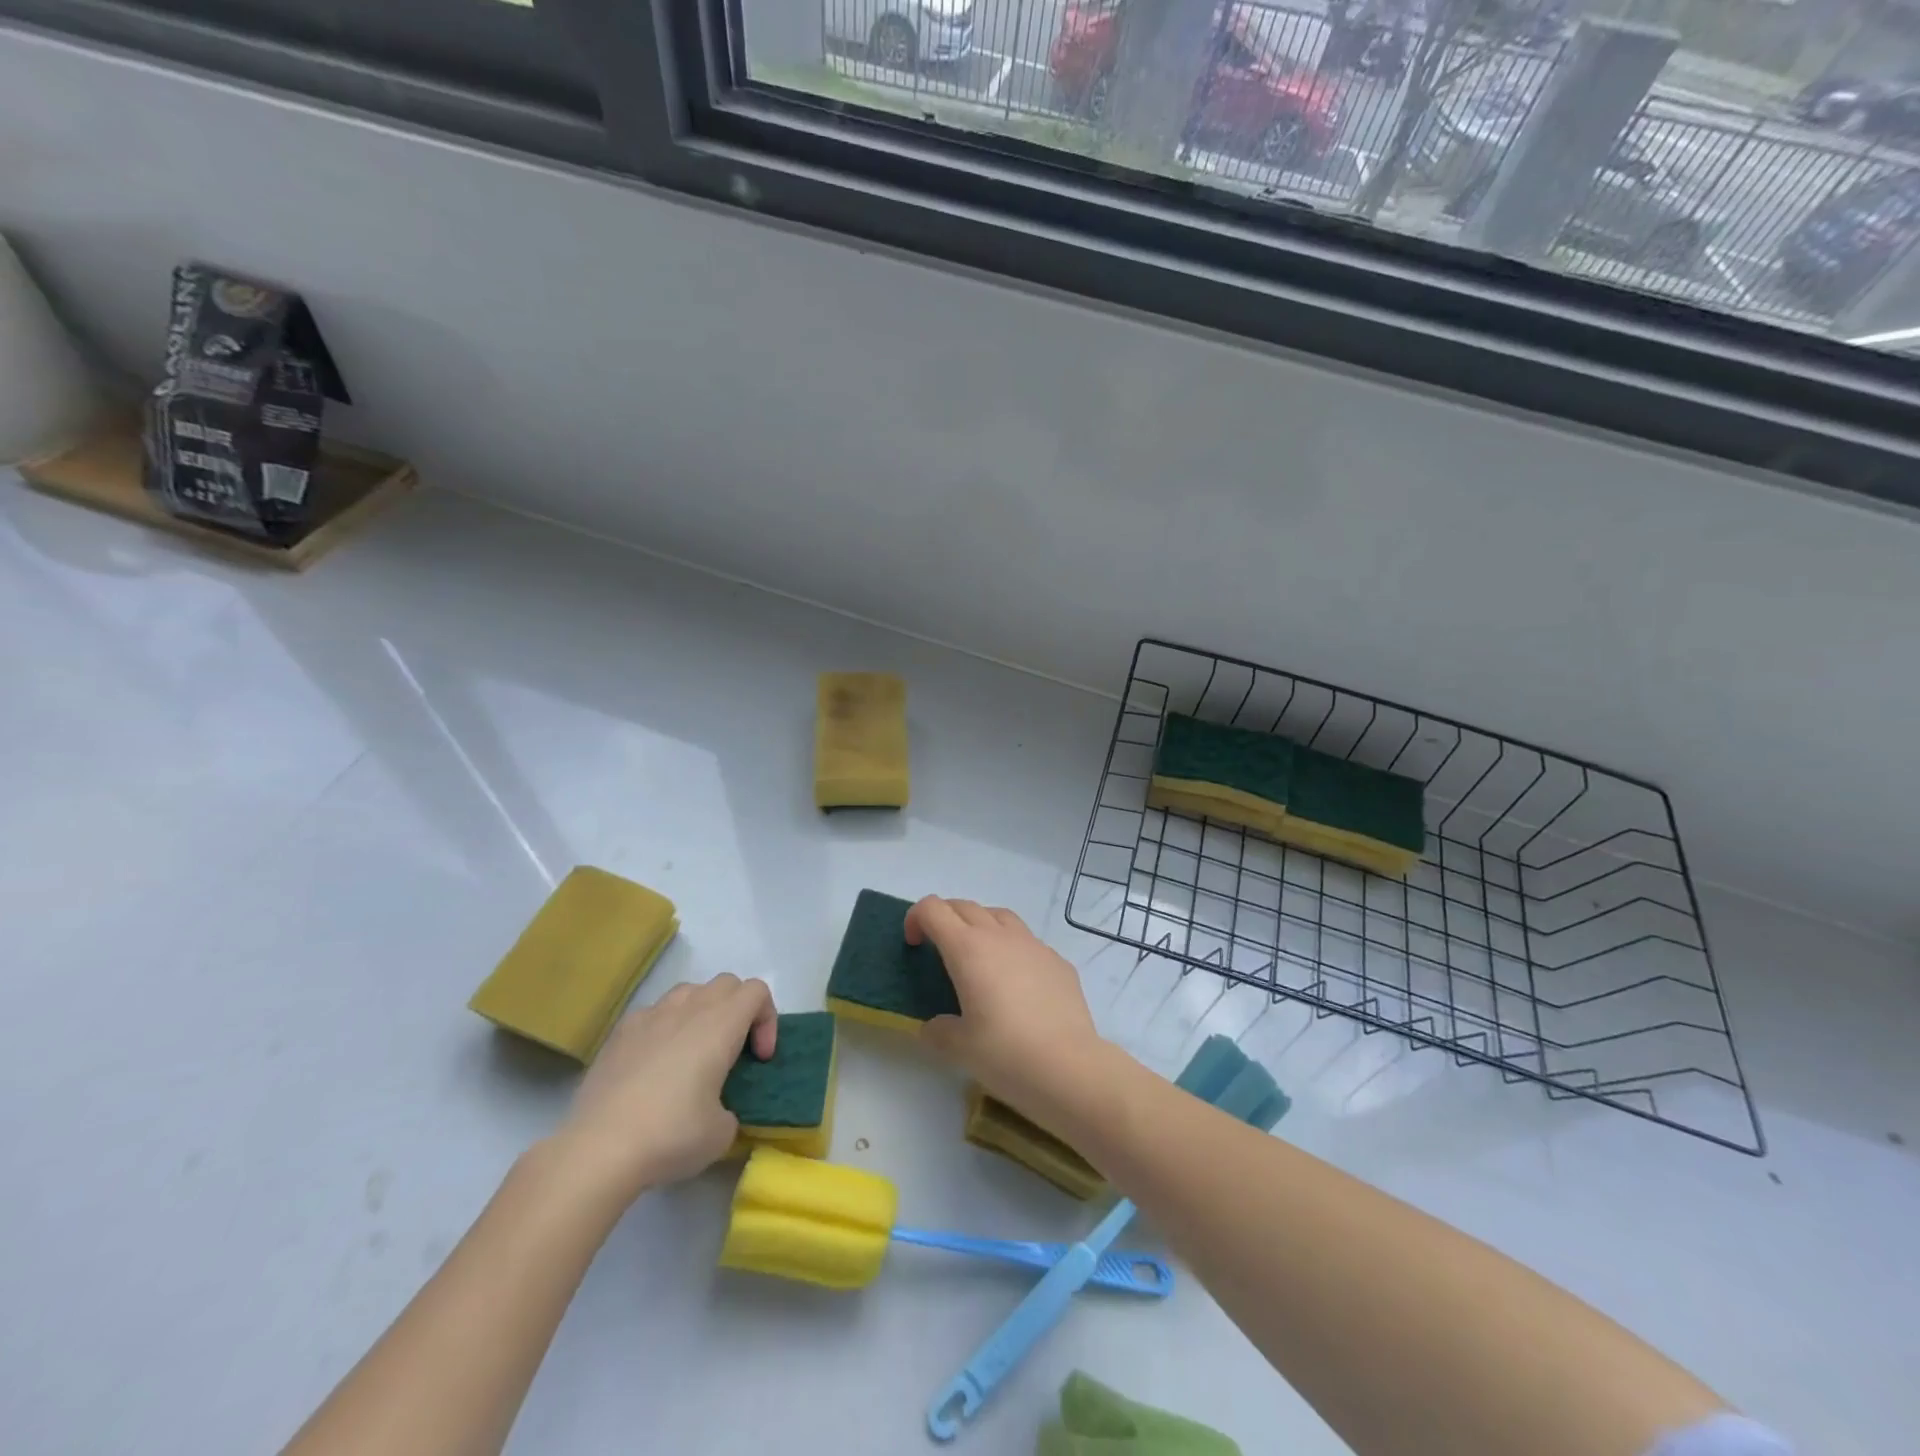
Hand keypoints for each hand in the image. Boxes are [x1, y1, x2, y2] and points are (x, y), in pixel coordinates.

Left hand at [551, 974, 775, 1201]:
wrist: (598, 1149)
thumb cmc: (671, 1134)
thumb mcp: (721, 1133)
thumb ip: (730, 1109)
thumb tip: (716, 1110)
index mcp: (720, 1023)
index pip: (757, 991)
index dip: (767, 1019)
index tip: (759, 1059)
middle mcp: (688, 1008)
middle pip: (726, 983)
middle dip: (738, 1010)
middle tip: (733, 1051)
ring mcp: (650, 1016)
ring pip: (688, 991)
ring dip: (701, 1011)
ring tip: (694, 1052)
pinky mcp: (619, 1033)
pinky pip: (653, 1013)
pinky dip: (664, 1028)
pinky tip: (654, 1065)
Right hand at [905, 896, 1114, 1135]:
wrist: (1070, 1068)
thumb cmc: (1005, 1054)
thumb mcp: (958, 1048)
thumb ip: (939, 1031)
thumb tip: (936, 1027)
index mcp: (968, 949)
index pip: (933, 909)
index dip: (916, 918)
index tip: (913, 945)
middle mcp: (1000, 936)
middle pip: (965, 906)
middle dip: (945, 918)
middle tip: (938, 948)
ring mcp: (1034, 945)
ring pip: (1000, 916)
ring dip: (980, 925)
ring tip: (978, 957)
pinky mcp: (1058, 961)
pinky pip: (1028, 942)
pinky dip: (1012, 950)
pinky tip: (1017, 984)